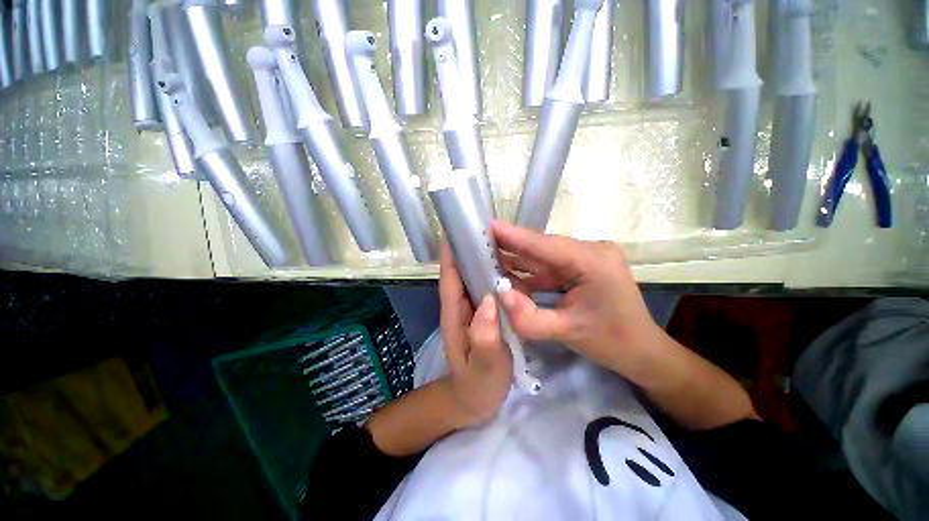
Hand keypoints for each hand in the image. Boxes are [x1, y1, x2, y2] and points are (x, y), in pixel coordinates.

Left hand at [439, 245, 512, 427]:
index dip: (453, 252)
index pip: (450, 277)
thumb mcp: (483, 367)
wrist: (475, 400)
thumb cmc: (476, 385)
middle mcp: (460, 305)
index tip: (462, 228)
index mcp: (454, 313)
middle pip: (462, 271)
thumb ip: (484, 338)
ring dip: (485, 259)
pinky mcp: (483, 313)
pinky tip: (513, 268)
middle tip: (493, 228)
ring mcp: (472, 308)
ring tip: (505, 241)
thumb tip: (489, 301)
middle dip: (472, 249)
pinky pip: (487, 288)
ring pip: (475, 277)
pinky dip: (495, 275)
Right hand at [493, 221, 664, 385]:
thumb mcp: (566, 332)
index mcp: (593, 262)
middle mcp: (592, 251)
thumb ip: (529, 317)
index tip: (488, 225)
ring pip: (544, 255)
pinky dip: (529, 270)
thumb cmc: (611, 342)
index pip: (545, 245)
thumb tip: (499, 293)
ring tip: (488, 254)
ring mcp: (588, 257)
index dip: (514, 235)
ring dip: (518, 257)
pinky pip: (549, 265)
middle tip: (481, 241)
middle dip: (511, 245)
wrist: (642, 351)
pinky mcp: (582, 266)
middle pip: (543, 247)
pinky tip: (508, 271)